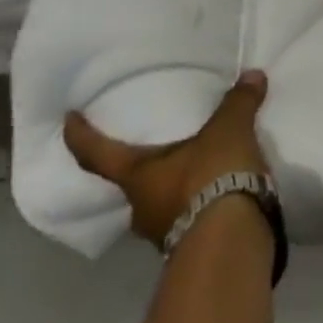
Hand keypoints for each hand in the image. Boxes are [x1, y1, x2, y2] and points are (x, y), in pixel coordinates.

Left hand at [64, 71, 270, 245]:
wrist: (233, 243)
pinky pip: (191, 216)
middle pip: (134, 182)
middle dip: (145, 165)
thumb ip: (238, 102)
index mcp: (138, 177)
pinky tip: (223, 188)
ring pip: (163, 203)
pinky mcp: (193, 247)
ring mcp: (165, 233)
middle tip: (160, 142)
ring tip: (200, 162)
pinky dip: (202, 201)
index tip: (69, 120)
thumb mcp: (229, 130)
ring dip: (177, 185)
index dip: (81, 136)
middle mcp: (142, 208)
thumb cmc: (213, 177)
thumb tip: (253, 76)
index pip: (98, 155)